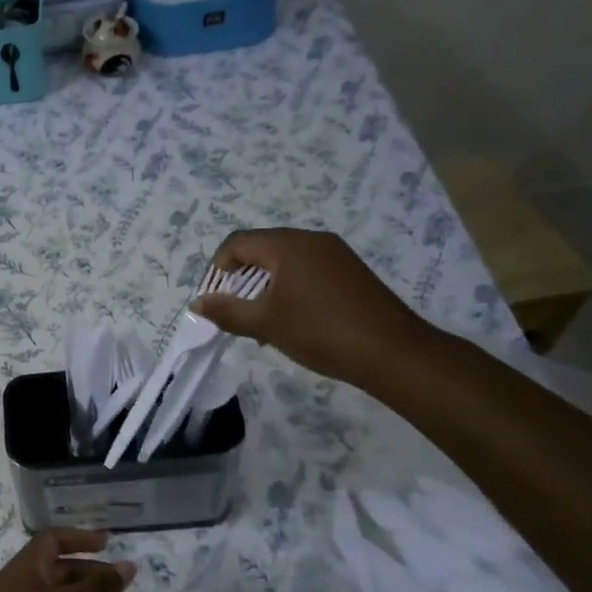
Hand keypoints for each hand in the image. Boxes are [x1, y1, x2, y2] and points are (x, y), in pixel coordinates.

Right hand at [191, 228, 430, 384]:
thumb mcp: (266, 324)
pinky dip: (289, 288)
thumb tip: (199, 303)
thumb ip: (227, 311)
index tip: (215, 301)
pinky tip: (292, 319)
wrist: (393, 352)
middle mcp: (311, 240)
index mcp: (287, 245)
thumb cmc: (321, 331)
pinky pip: (307, 270)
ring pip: (284, 261)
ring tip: (262, 321)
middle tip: (236, 313)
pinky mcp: (350, 271)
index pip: (237, 243)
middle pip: (260, 249)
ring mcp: (335, 254)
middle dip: (240, 279)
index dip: (217, 270)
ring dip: (264, 286)